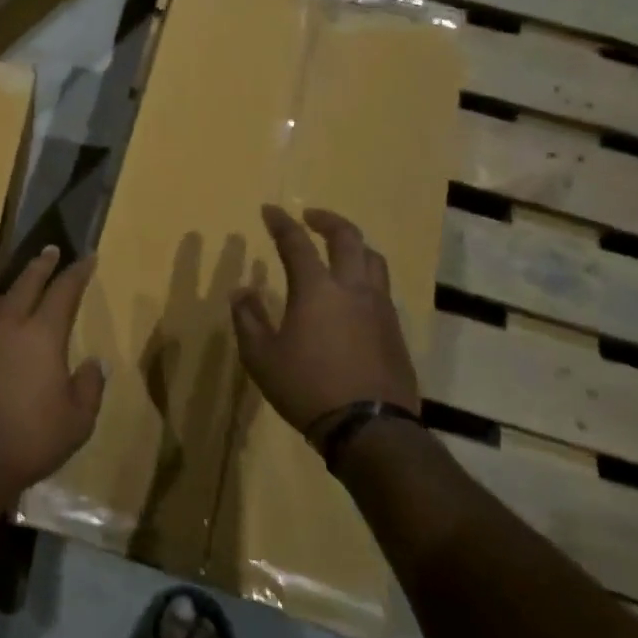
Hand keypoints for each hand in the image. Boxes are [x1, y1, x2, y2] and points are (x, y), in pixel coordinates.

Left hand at [0, 246, 105, 530]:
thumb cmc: (28, 441)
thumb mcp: (77, 422)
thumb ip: (90, 386)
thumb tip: (93, 362)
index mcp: (40, 335)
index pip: (63, 291)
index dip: (77, 272)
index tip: (86, 257)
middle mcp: (6, 325)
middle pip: (25, 283)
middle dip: (41, 265)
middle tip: (51, 251)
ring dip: (14, 287)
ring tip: (24, 285)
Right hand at [231, 205, 420, 443]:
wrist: (370, 428)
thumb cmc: (306, 388)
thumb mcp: (261, 357)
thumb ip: (248, 319)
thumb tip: (241, 291)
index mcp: (317, 289)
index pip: (296, 242)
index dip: (281, 223)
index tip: (270, 210)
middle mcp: (353, 289)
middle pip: (348, 238)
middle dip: (327, 220)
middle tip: (311, 216)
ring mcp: (380, 308)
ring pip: (373, 260)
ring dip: (354, 245)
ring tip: (339, 250)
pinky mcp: (395, 330)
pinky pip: (382, 288)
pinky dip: (365, 276)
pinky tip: (354, 295)